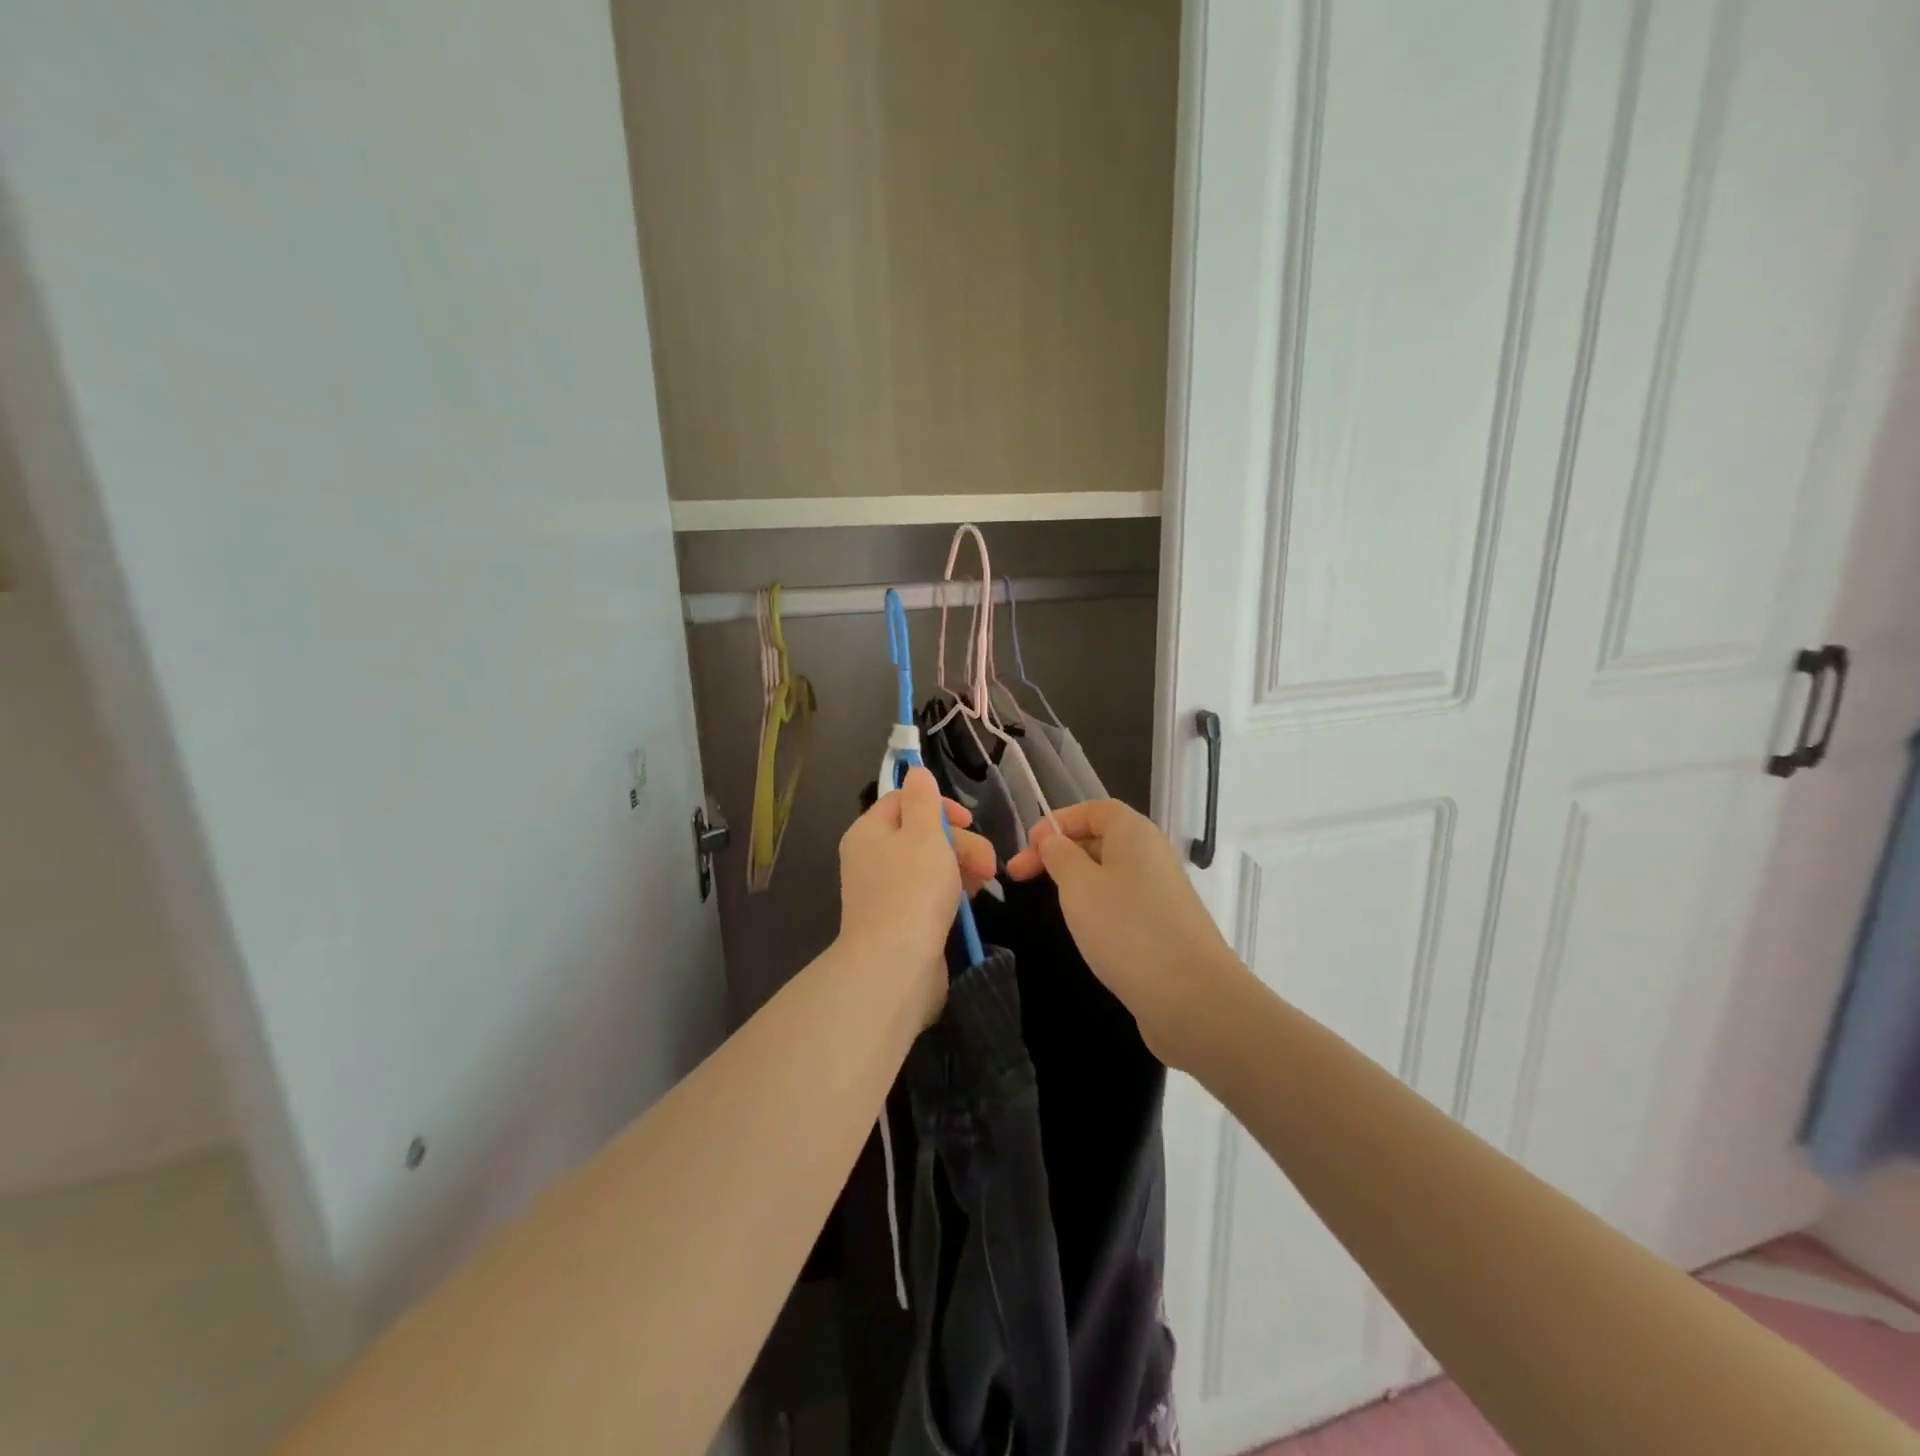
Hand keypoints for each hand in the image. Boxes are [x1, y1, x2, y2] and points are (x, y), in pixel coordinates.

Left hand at [837, 766, 996, 1027]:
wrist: (896, 965)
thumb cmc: (912, 889)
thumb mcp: (923, 833)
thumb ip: (923, 800)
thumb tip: (916, 773)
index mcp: (868, 832)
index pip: (902, 800)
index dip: (938, 804)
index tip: (967, 820)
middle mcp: (872, 858)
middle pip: (921, 833)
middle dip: (960, 841)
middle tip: (986, 861)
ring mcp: (887, 891)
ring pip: (931, 864)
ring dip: (962, 865)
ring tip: (985, 881)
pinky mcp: (903, 919)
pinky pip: (931, 893)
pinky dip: (952, 891)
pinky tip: (971, 900)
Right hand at [1007, 799, 1243, 1068]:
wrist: (1192, 998)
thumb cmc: (1126, 929)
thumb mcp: (1078, 886)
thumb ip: (1059, 856)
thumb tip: (1053, 840)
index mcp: (1134, 834)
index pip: (1094, 809)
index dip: (1057, 821)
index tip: (1027, 847)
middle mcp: (1152, 856)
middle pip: (1101, 839)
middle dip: (1059, 852)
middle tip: (1019, 878)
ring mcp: (1161, 894)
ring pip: (1110, 874)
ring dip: (1077, 882)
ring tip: (1049, 903)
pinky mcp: (1164, 928)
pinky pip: (1123, 904)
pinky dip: (1098, 908)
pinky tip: (1084, 931)